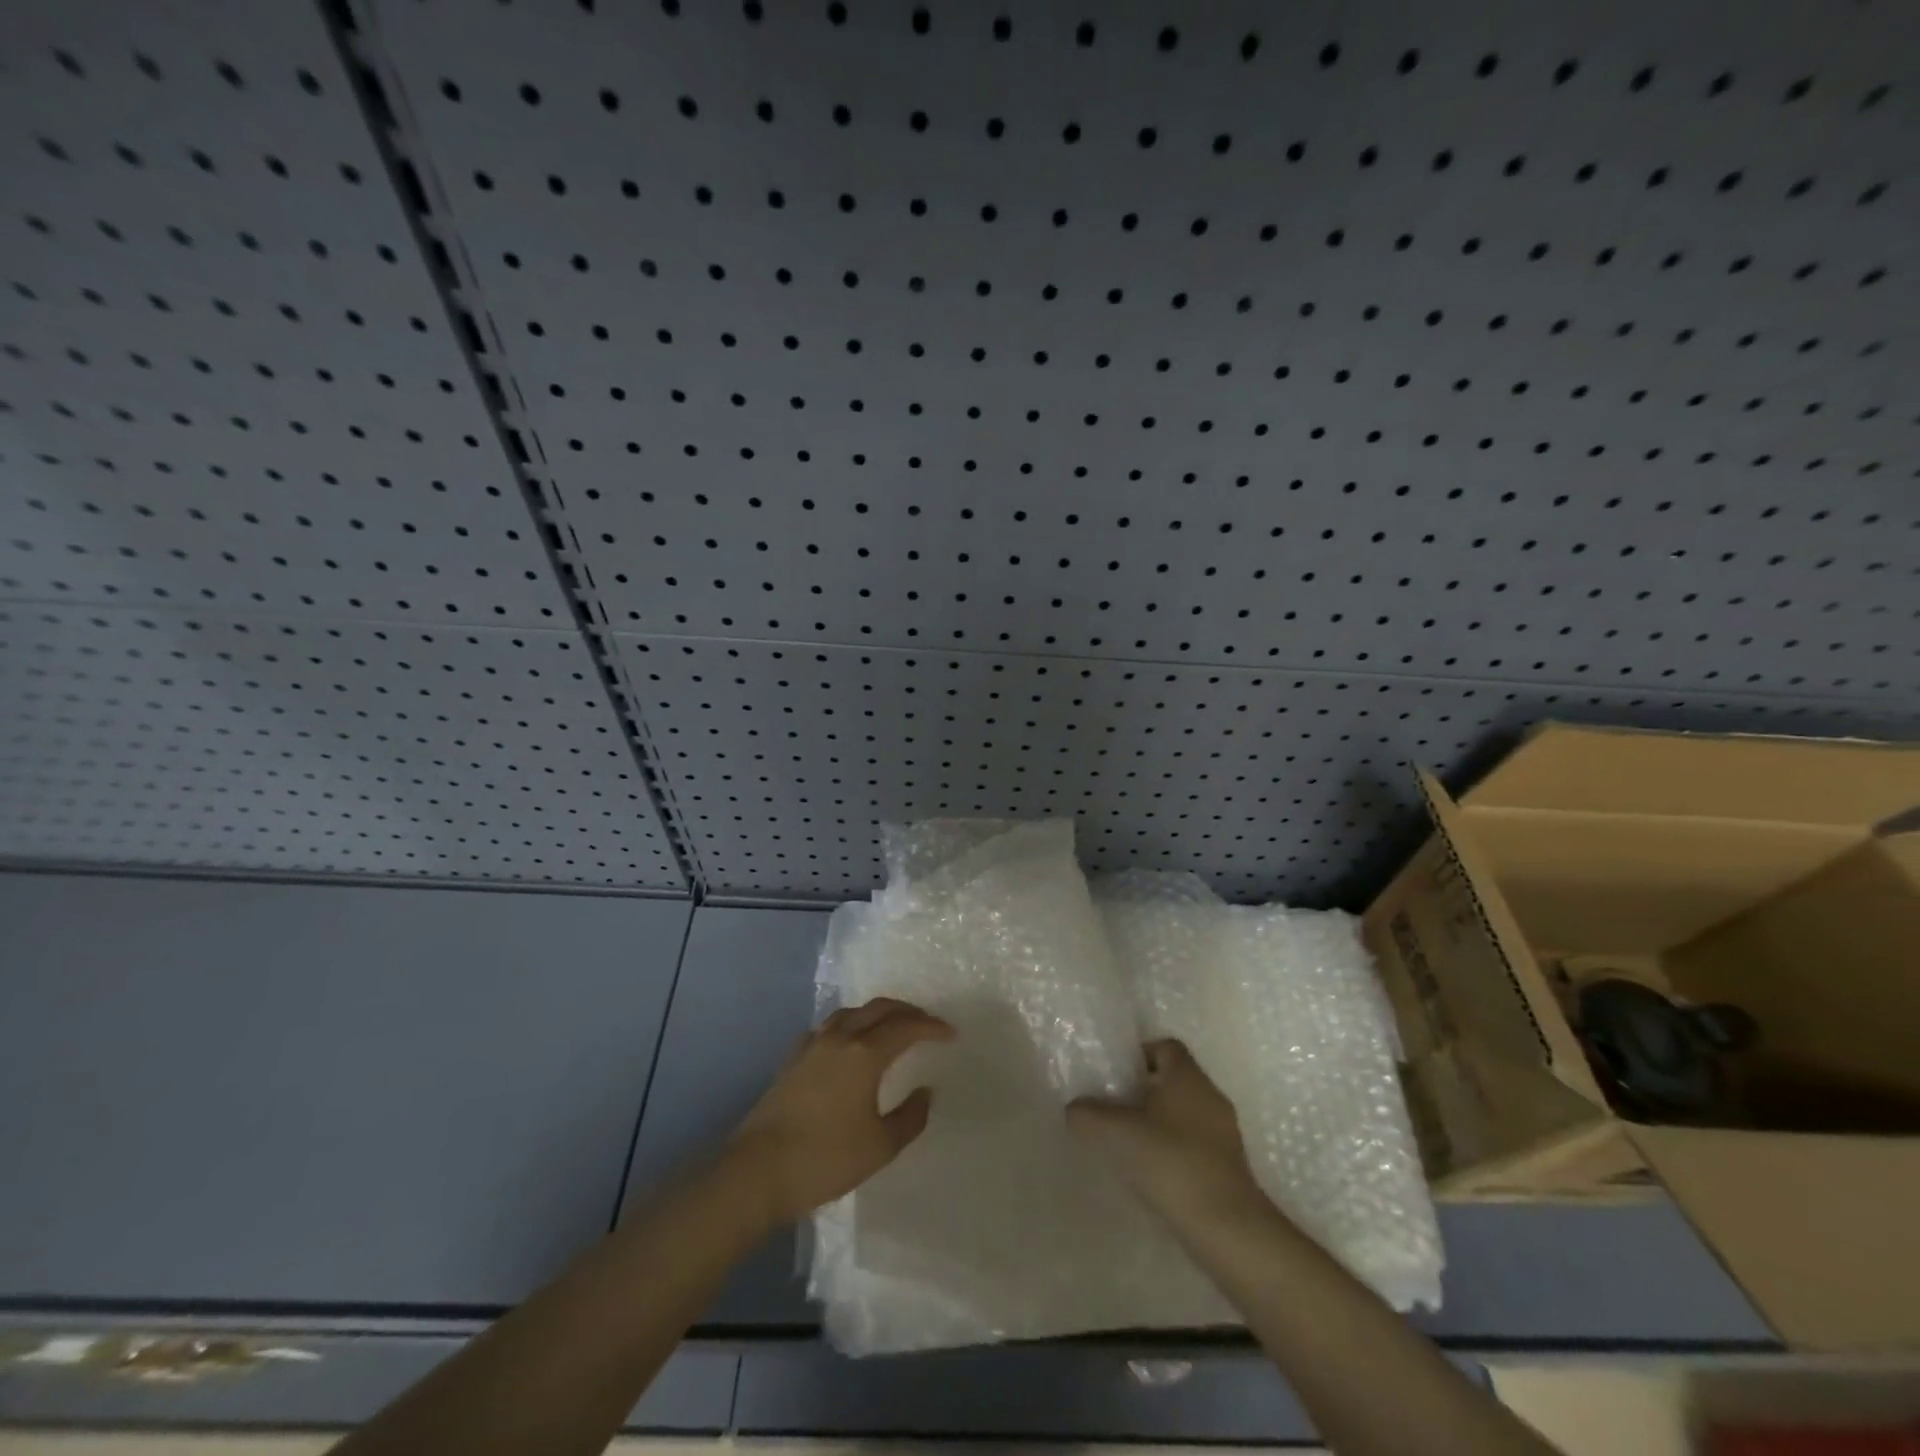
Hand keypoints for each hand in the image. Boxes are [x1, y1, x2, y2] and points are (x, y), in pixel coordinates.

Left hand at [729, 997, 953, 1225]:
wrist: (757, 1172)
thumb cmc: (825, 1159)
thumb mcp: (880, 1146)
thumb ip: (910, 1117)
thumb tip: (925, 1092)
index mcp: (865, 1054)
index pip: (906, 1027)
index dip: (931, 1026)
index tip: (950, 1033)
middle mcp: (840, 1038)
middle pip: (879, 1009)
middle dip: (907, 1011)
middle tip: (927, 1023)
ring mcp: (812, 1045)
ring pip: (852, 1012)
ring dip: (877, 1013)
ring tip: (892, 1026)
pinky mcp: (793, 1059)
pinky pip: (830, 1026)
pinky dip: (850, 1024)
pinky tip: (850, 1043)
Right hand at [1067, 1038, 1266, 1227]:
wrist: (1227, 1229)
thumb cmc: (1172, 1164)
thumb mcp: (1118, 1135)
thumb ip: (1089, 1115)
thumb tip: (1074, 1108)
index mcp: (1188, 1076)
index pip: (1165, 1046)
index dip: (1139, 1054)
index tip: (1115, 1075)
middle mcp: (1210, 1095)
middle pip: (1174, 1079)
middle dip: (1144, 1090)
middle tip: (1114, 1108)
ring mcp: (1224, 1132)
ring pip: (1185, 1112)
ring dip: (1159, 1121)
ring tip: (1129, 1143)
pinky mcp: (1229, 1165)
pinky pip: (1195, 1142)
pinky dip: (1174, 1148)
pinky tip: (1154, 1172)